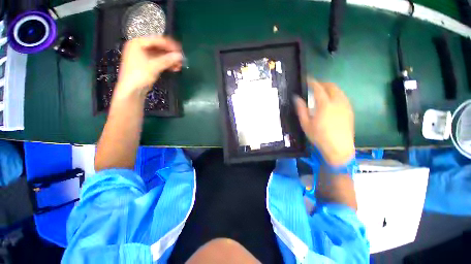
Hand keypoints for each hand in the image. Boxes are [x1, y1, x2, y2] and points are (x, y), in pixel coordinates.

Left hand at [116, 37, 182, 97]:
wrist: (131, 91)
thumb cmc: (139, 75)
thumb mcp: (154, 66)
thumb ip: (167, 60)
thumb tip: (180, 56)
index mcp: (137, 43)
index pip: (157, 40)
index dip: (169, 45)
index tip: (180, 50)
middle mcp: (139, 48)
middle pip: (158, 48)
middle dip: (170, 54)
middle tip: (181, 58)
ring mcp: (143, 57)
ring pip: (160, 56)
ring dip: (170, 60)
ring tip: (180, 65)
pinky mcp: (146, 65)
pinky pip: (158, 62)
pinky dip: (166, 64)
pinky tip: (175, 68)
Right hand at [295, 79, 354, 165]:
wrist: (339, 148)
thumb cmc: (319, 137)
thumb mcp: (306, 124)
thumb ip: (301, 109)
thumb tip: (296, 98)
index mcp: (325, 105)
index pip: (318, 88)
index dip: (312, 82)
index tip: (307, 79)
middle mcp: (337, 102)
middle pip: (331, 86)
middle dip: (322, 83)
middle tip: (314, 85)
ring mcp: (346, 106)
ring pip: (339, 90)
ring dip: (330, 88)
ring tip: (322, 91)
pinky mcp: (350, 111)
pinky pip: (343, 97)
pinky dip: (336, 94)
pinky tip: (331, 100)